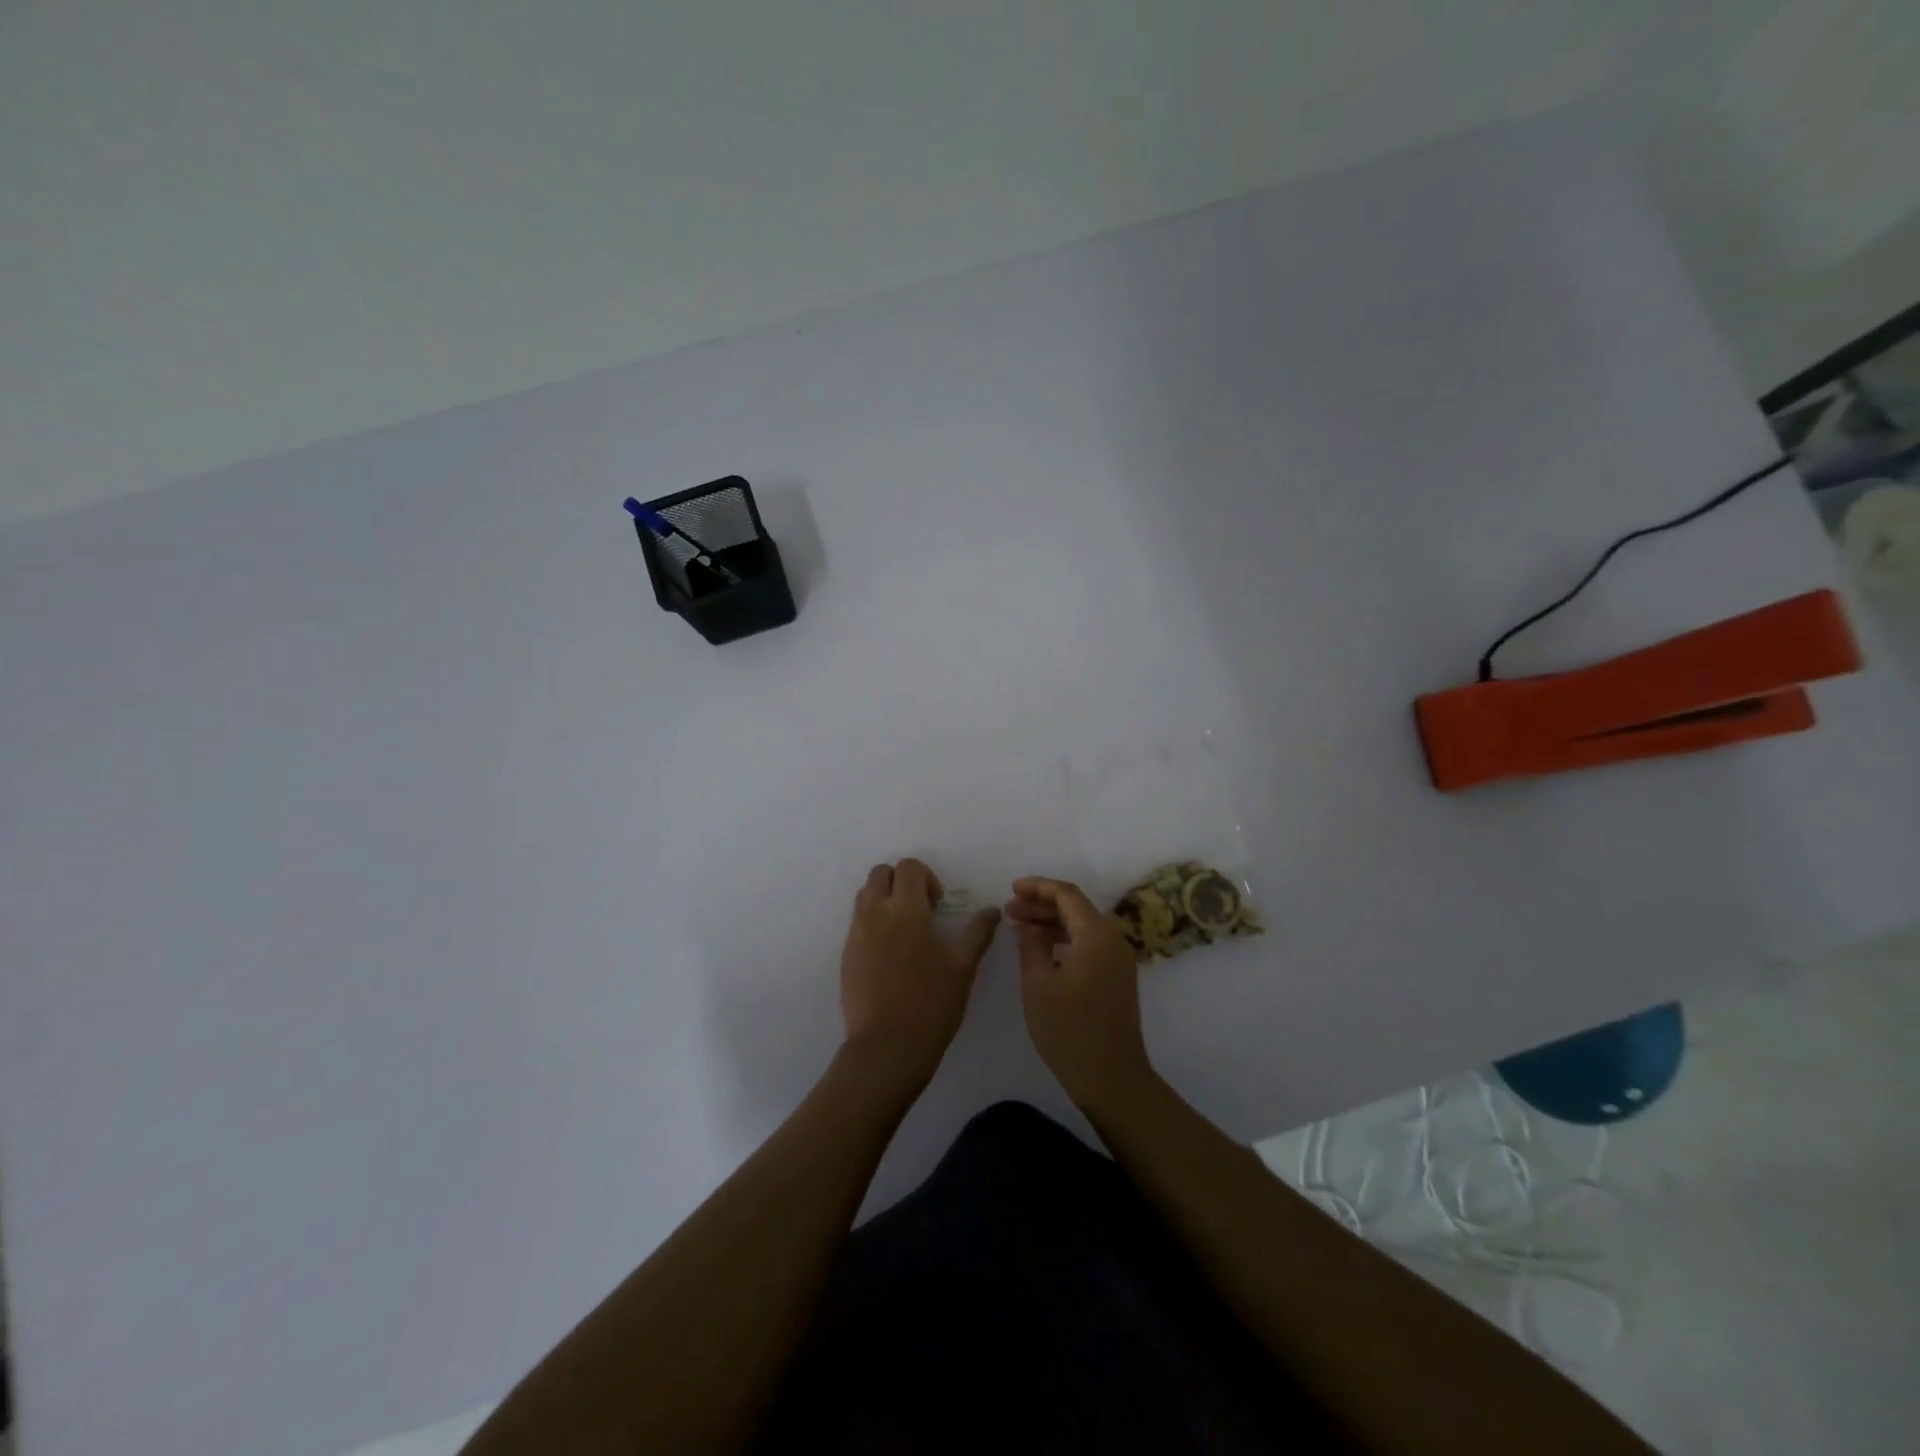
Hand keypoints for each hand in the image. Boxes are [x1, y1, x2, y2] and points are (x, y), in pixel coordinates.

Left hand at [840, 858, 999, 1094]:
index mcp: (905, 911)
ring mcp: (856, 934)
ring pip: (865, 895)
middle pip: (880, 873)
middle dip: (901, 881)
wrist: (886, 1049)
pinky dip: (873, 923)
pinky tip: (892, 955)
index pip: (908, 867)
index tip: (938, 905)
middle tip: (920, 911)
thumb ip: (977, 933)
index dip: (926, 877)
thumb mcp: (963, 968)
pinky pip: (857, 922)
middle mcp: (875, 914)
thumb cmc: (931, 1005)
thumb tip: (992, 910)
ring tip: (905, 931)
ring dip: (884, 899)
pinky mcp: (846, 955)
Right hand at [1007, 877, 1154, 1110]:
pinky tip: (1041, 950)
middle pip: (1076, 908)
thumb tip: (1031, 926)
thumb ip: (1032, 945)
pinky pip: (1089, 945)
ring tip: (1018, 928)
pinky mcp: (1117, 978)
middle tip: (1009, 910)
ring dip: (1051, 923)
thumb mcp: (1038, 984)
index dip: (1038, 887)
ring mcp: (1118, 960)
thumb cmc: (1070, 1029)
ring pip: (1082, 927)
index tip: (1011, 888)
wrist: (1112, 1078)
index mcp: (1096, 934)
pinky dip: (1064, 940)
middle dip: (1041, 905)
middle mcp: (1113, 939)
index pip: (1066, 894)